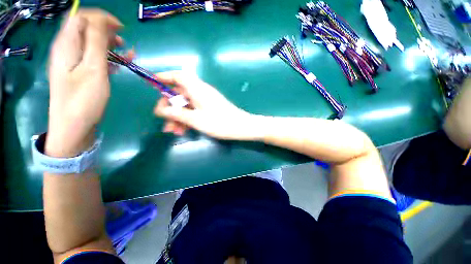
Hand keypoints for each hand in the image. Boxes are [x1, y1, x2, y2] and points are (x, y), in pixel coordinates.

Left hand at [46, 9, 121, 156]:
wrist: (73, 126)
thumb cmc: (83, 99)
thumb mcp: (93, 69)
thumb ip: (96, 42)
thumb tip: (102, 21)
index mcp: (67, 44)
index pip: (81, 16)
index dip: (101, 17)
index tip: (121, 29)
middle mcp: (66, 48)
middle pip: (85, 27)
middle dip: (106, 30)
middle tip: (124, 42)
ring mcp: (72, 60)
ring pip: (91, 42)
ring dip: (109, 44)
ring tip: (127, 54)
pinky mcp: (78, 71)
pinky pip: (92, 56)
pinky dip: (107, 57)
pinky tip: (119, 65)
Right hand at [153, 71, 260, 140]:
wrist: (241, 127)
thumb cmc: (219, 122)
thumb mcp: (195, 119)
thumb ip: (177, 113)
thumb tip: (161, 110)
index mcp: (197, 89)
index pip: (179, 76)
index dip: (165, 77)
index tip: (152, 83)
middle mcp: (201, 92)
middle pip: (180, 94)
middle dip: (170, 107)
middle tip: (164, 121)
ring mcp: (206, 101)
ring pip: (187, 105)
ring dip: (178, 117)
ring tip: (173, 131)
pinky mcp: (209, 108)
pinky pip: (194, 110)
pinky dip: (187, 119)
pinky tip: (183, 130)